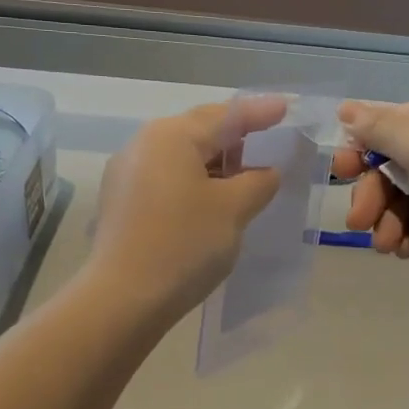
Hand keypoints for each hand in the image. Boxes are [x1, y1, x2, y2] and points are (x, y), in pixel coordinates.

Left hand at [88, 98, 284, 320]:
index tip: (286, 108)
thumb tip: (265, 172)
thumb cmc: (184, 244)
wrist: (123, 300)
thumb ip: (258, 181)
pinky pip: (168, 179)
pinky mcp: (122, 203)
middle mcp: (144, 145)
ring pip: (183, 157)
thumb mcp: (234, 209)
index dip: (260, 112)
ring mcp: (127, 174)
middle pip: (200, 131)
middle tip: (269, 147)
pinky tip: (213, 202)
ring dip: (216, 164)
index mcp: (171, 136)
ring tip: (246, 179)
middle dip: (237, 139)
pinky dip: (195, 183)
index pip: (226, 115)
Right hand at [330, 87, 408, 289]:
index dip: (364, 149)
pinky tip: (404, 251)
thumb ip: (379, 127)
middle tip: (357, 221)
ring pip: (407, 193)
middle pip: (397, 161)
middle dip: (375, 194)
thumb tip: (345, 109)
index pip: (394, 122)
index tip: (341, 172)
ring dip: (389, 219)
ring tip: (385, 246)